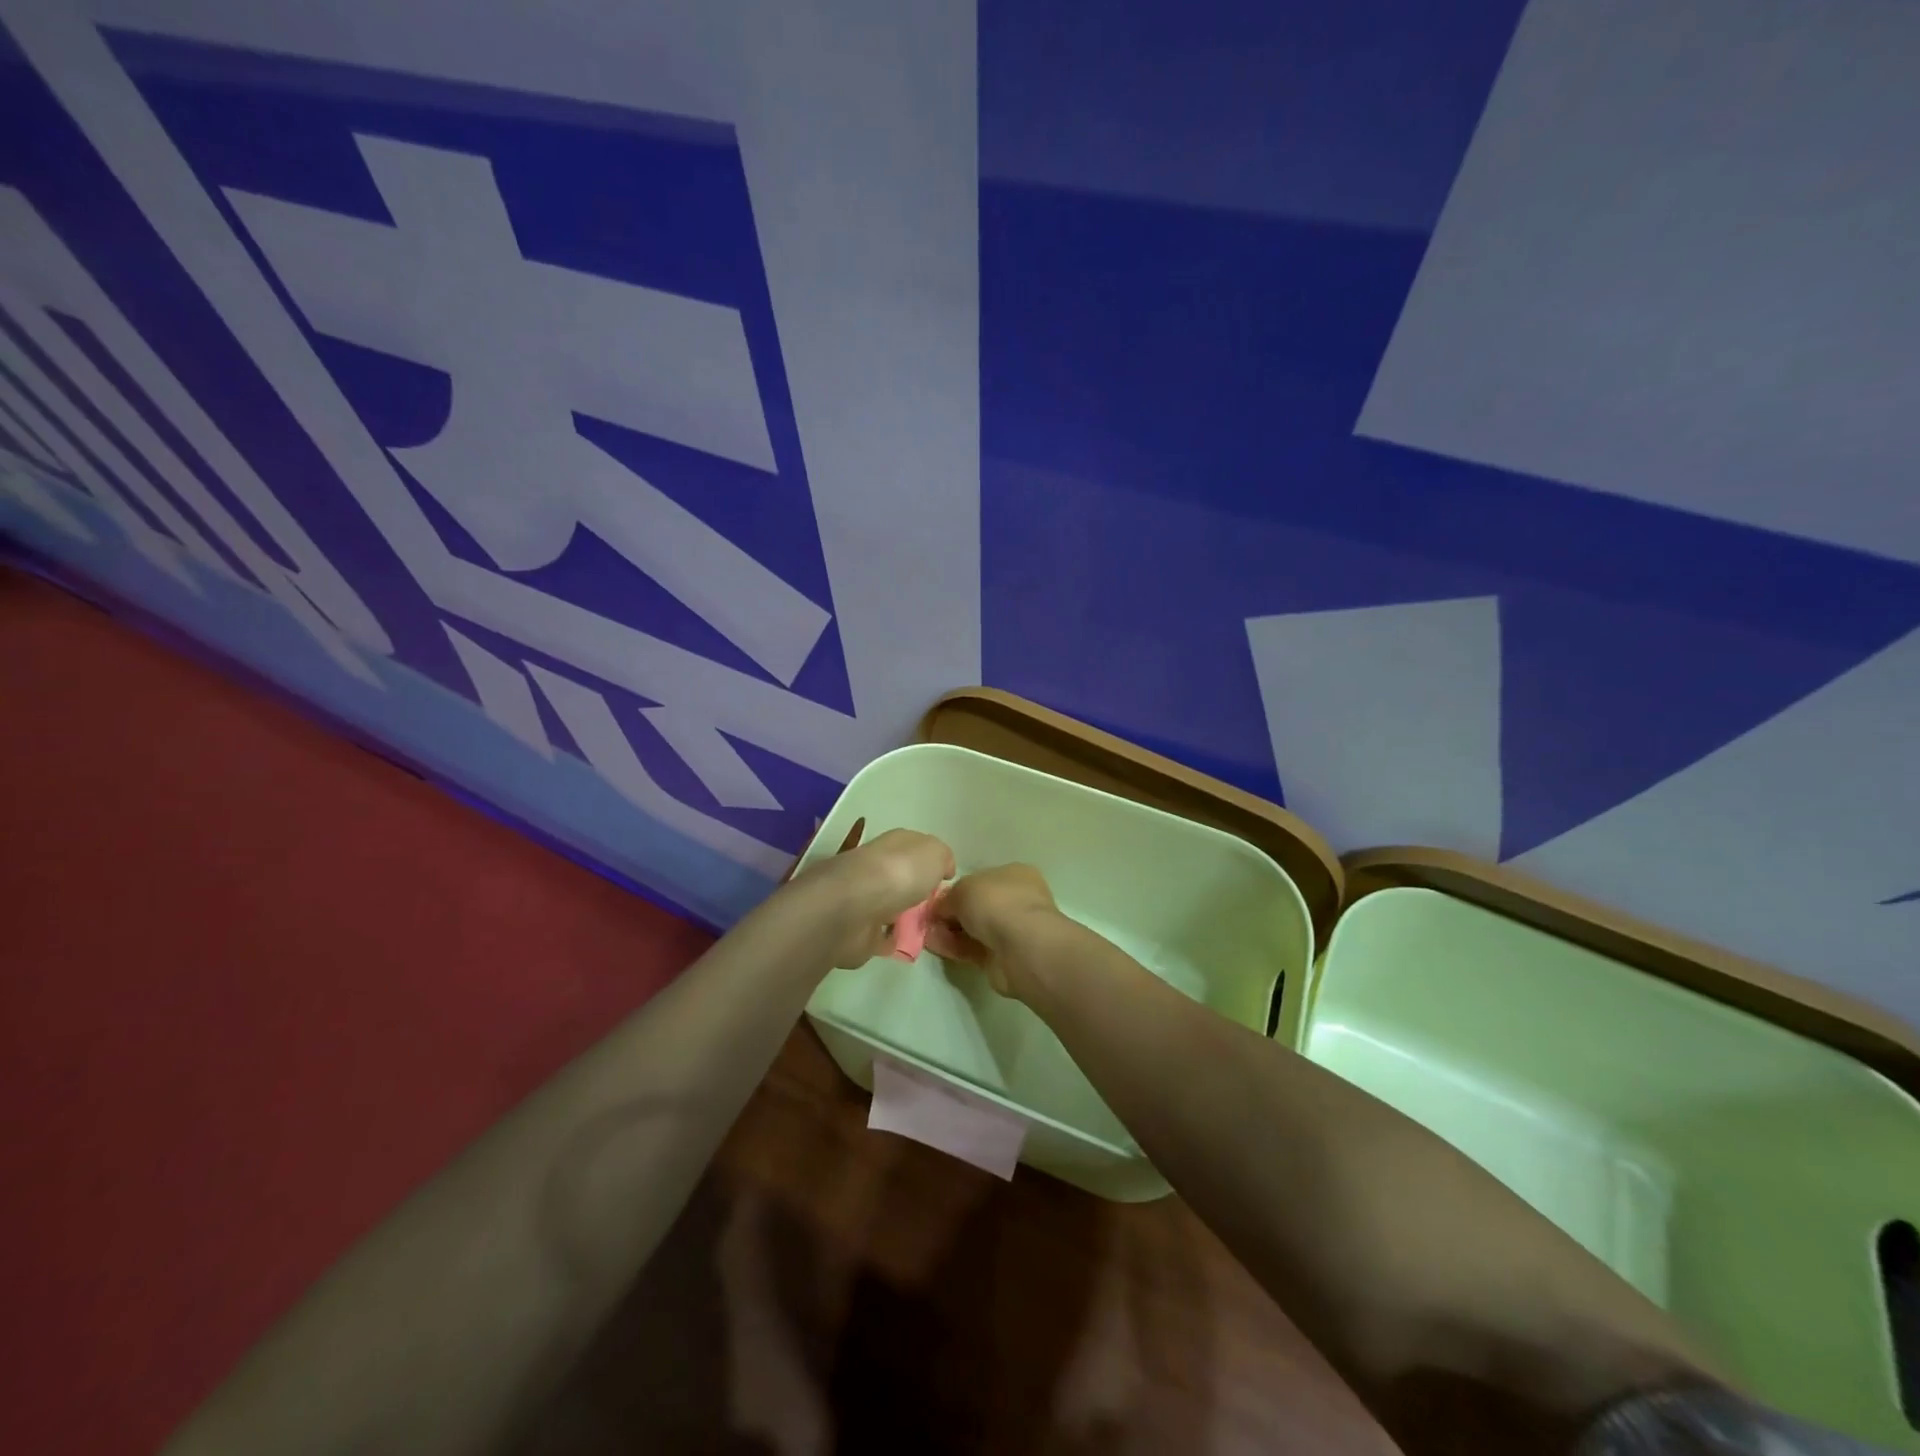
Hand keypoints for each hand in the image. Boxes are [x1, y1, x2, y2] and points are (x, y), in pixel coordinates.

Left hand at [792, 827, 954, 967]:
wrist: (855, 907)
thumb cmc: (900, 872)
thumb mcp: (935, 853)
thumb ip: (942, 857)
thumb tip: (943, 869)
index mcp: (893, 845)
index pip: (912, 848)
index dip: (929, 861)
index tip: (945, 879)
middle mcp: (875, 867)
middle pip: (898, 877)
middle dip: (913, 889)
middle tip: (936, 907)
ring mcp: (862, 899)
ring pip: (887, 905)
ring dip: (901, 914)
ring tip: (925, 928)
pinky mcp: (855, 930)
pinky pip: (878, 934)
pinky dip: (888, 938)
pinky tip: (905, 944)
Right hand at [925, 864, 1068, 1000]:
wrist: (1020, 947)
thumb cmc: (996, 903)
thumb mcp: (962, 889)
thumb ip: (948, 897)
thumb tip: (940, 909)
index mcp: (1015, 875)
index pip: (983, 879)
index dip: (959, 889)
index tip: (938, 899)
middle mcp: (1017, 900)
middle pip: (978, 906)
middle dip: (953, 913)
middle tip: (929, 919)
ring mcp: (1012, 930)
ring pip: (975, 929)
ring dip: (950, 931)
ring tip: (926, 934)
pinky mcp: (1003, 957)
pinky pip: (973, 949)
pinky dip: (954, 947)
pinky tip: (934, 946)